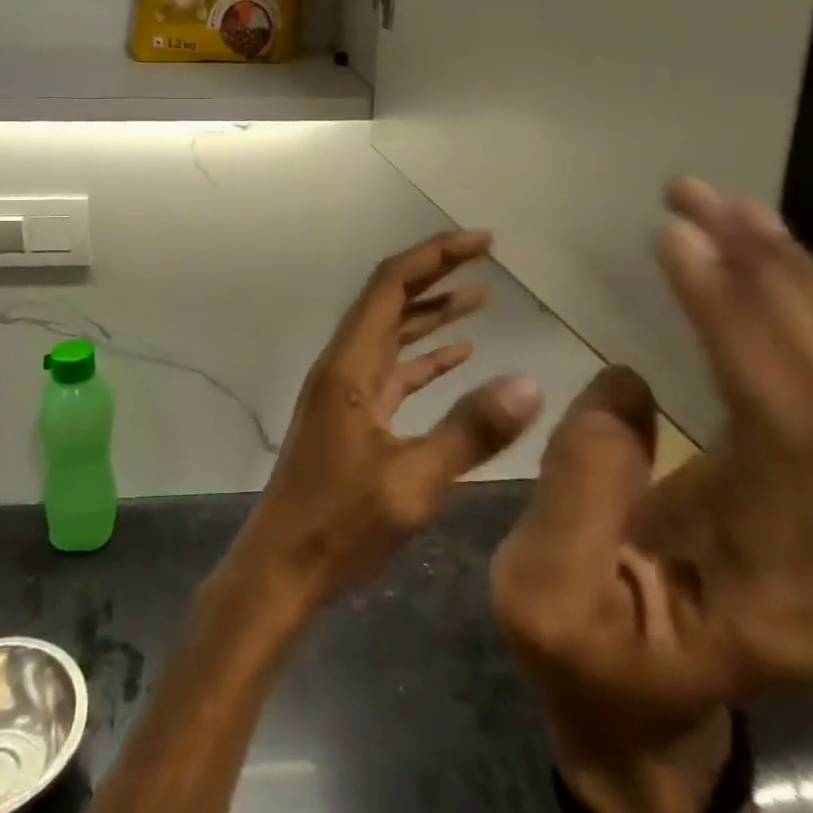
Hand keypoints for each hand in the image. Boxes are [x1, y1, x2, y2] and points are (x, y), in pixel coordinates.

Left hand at [214, 231, 544, 625]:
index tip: (482, 242)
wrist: (281, 569)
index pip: (391, 285)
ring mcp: (347, 390)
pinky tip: (459, 355)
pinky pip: (393, 369)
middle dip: (436, 273)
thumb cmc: (340, 526)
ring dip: (432, 312)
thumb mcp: (413, 482)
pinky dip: (425, 356)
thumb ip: (471, 432)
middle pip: (390, 299)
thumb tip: (531, 384)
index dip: (436, 256)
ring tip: (481, 296)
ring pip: (392, 333)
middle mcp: (344, 365)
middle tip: (485, 256)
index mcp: (350, 365)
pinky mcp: (353, 416)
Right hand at [490, 180, 812, 812]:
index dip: (735, 322)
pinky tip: (746, 262)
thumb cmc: (581, 665)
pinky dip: (784, 313)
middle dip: (771, 278)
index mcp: (775, 590)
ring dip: (787, 282)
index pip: (782, 429)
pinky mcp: (808, 495)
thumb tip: (627, 381)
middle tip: (702, 197)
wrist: (641, 721)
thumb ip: (580, 490)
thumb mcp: (541, 594)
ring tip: (726, 207)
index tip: (675, 237)